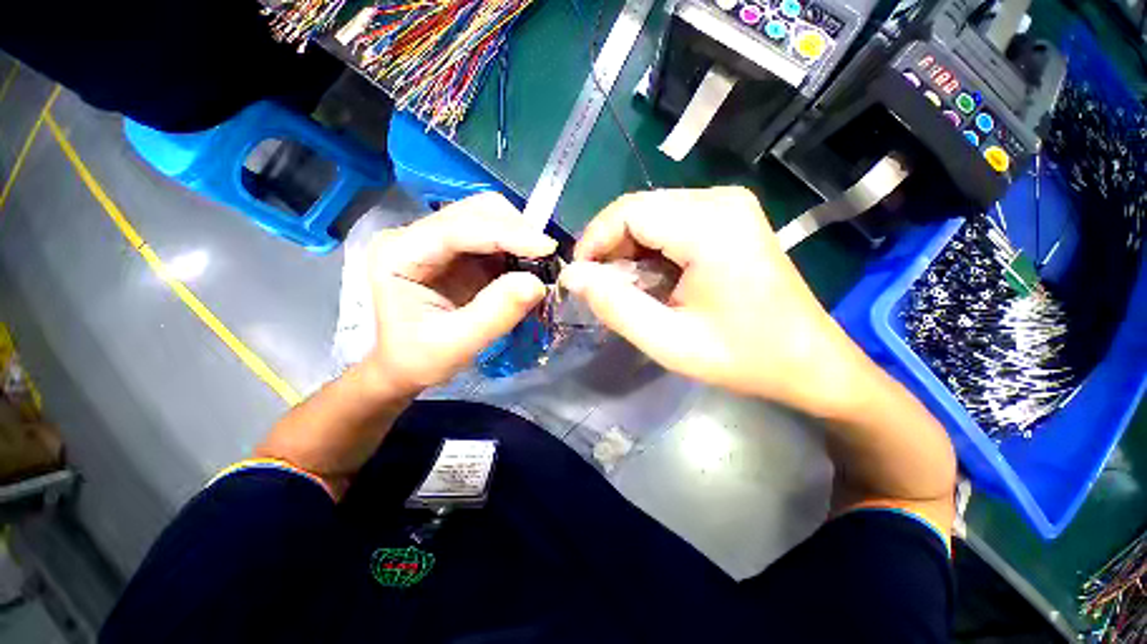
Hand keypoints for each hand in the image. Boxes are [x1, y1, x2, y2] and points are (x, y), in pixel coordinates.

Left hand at [365, 193, 555, 396]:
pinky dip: (518, 248)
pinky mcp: (458, 251)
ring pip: (489, 218)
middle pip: (476, 211)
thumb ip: (495, 314)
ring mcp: (439, 239)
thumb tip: (537, 284)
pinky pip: (495, 236)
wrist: (402, 366)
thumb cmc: (417, 359)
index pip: (459, 228)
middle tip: (547, 260)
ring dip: (520, 236)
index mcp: (400, 254)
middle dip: (517, 230)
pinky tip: (529, 267)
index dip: (507, 234)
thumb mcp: (455, 346)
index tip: (547, 248)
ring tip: (541, 265)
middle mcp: (417, 235)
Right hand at [561, 187, 856, 412]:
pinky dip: (651, 249)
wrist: (808, 361)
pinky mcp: (730, 217)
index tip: (581, 278)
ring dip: (630, 251)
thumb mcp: (670, 343)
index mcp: (710, 226)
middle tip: (605, 289)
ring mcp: (729, 205)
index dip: (594, 241)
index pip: (628, 212)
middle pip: (638, 209)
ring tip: (631, 290)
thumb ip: (615, 307)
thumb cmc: (743, 357)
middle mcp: (720, 200)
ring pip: (651, 215)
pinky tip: (656, 280)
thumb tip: (572, 276)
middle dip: (611, 248)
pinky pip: (671, 222)